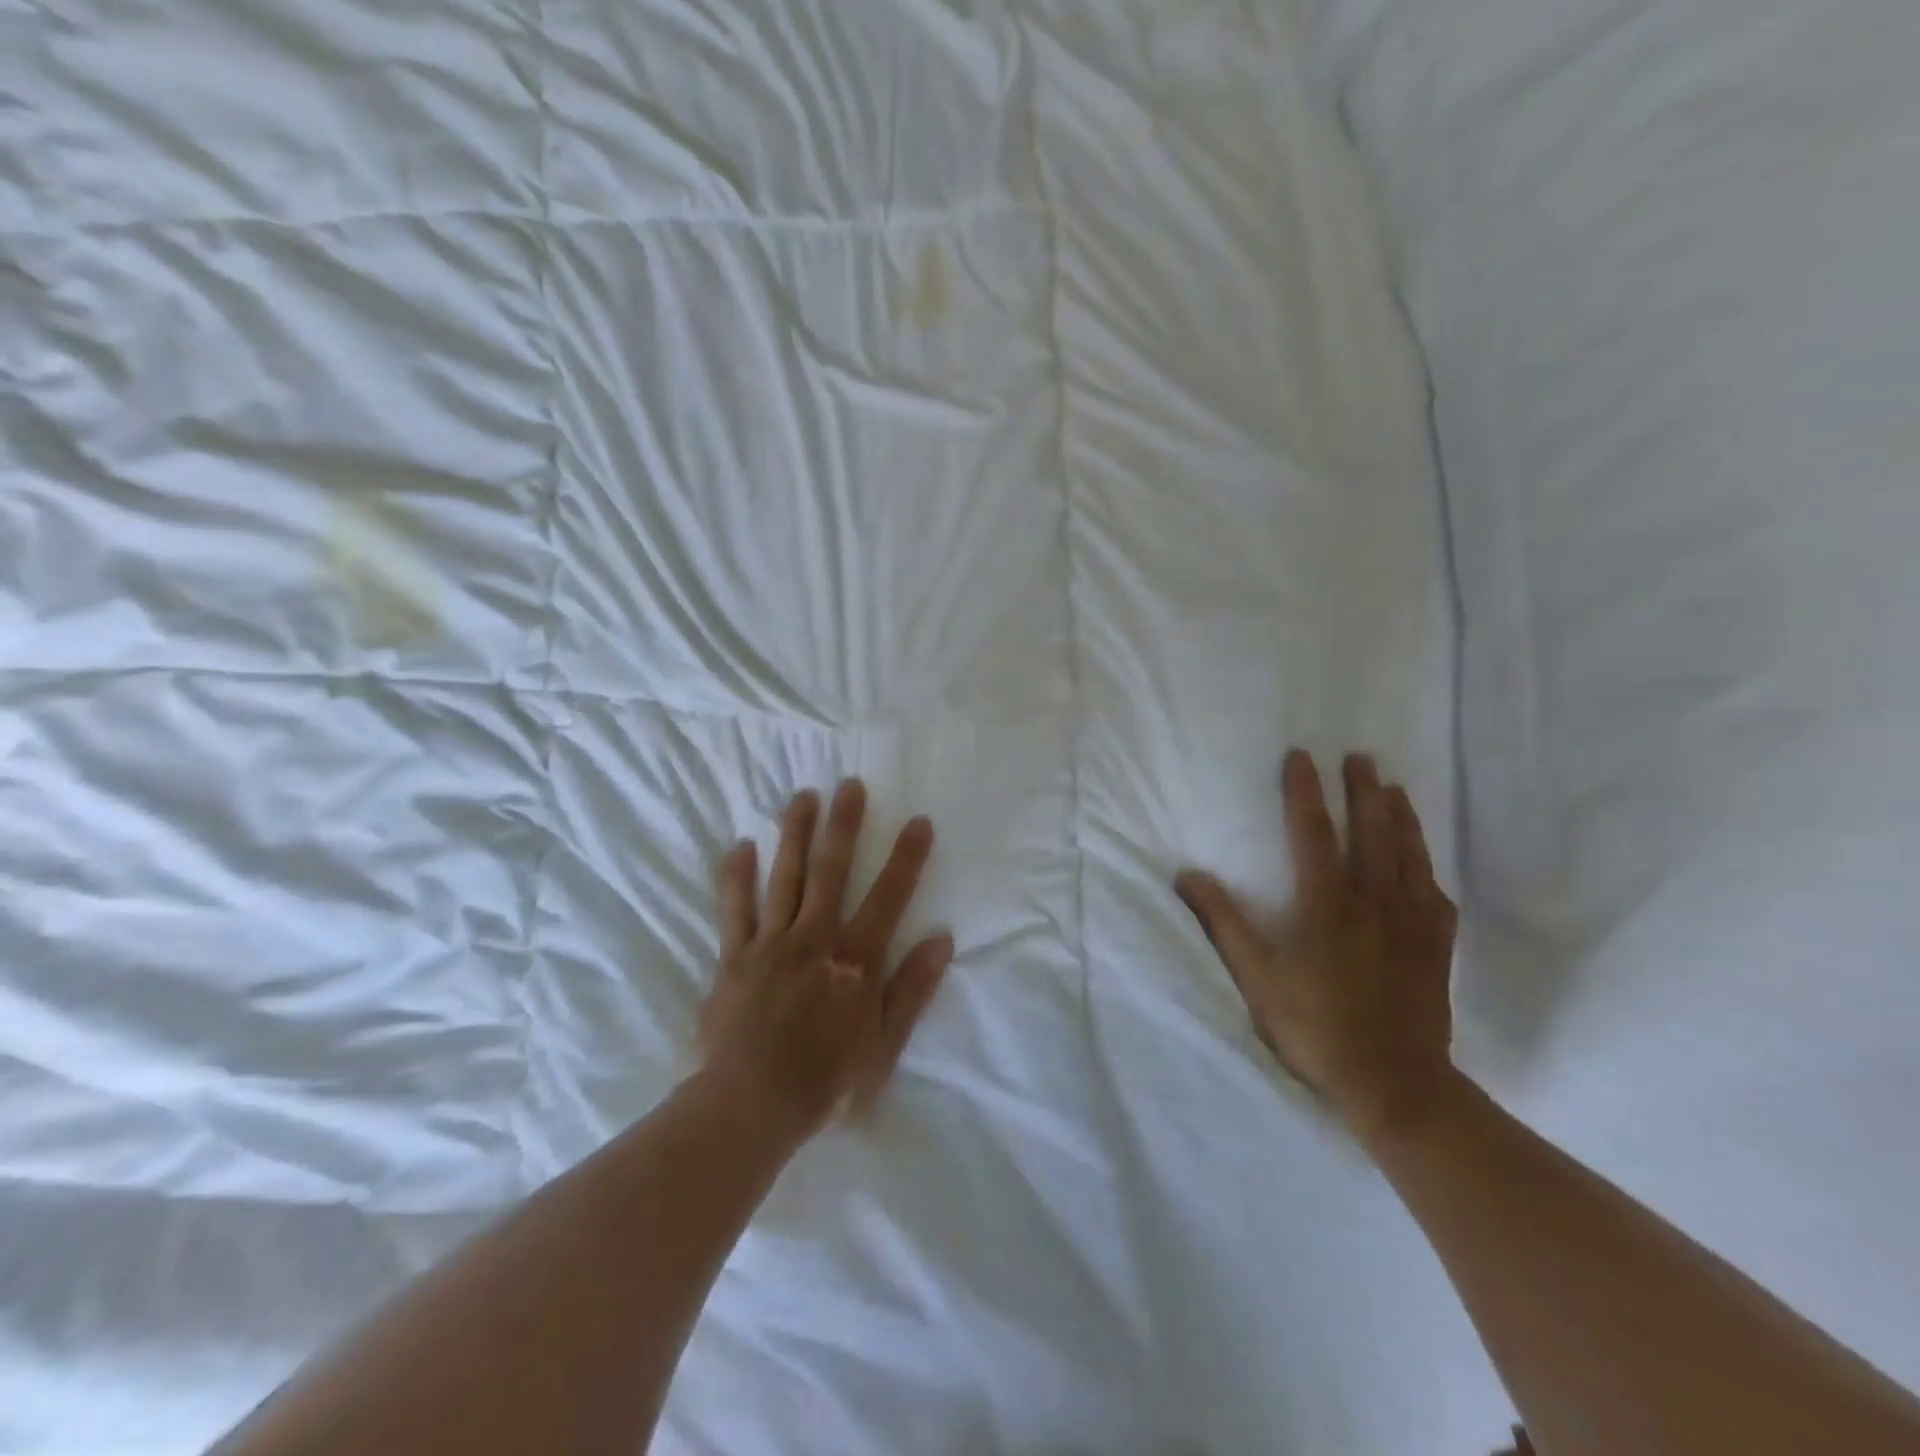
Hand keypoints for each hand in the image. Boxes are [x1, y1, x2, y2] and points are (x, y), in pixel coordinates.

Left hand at [697, 780, 953, 1141]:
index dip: (906, 858)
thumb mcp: (885, 1047)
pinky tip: (741, 845)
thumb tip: (942, 939)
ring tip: (801, 797)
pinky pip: (734, 910)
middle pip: (831, 872)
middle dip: (843, 826)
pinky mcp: (734, 958)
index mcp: (854, 961)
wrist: (749, 1107)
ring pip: (784, 878)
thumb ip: (912, 990)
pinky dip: (737, 877)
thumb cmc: (826, 1084)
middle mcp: (814, 940)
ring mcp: (770, 945)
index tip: (919, 821)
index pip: (888, 898)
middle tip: (849, 784)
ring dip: (794, 835)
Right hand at [1176, 749, 1457, 1140]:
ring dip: (1401, 817)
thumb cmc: (1314, 1024)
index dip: (1305, 791)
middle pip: (1372, 832)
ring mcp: (1411, 923)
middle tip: (1360, 757)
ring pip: (1408, 855)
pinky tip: (1423, 863)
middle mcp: (1373, 900)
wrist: (1393, 1081)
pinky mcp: (1435, 947)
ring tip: (1394, 789)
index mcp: (1326, 903)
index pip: (1313, 831)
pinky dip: (1427, 869)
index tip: (1302, 756)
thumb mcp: (1256, 975)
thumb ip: (1224, 921)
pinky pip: (1436, 895)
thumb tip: (1187, 874)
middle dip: (1364, 790)